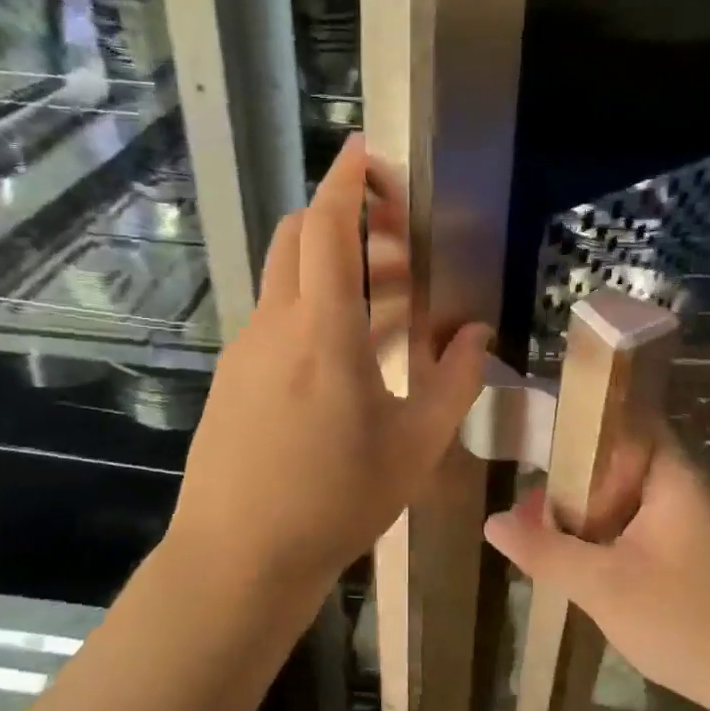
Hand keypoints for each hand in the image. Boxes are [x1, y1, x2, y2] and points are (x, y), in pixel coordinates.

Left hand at [169, 137, 491, 606]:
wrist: (239, 558)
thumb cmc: (336, 502)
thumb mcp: (415, 447)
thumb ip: (454, 382)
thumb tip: (476, 335)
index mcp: (324, 332)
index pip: (330, 228)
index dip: (348, 180)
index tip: (367, 152)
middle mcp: (276, 325)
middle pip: (299, 237)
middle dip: (345, 216)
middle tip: (397, 238)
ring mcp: (246, 350)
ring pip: (287, 278)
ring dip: (333, 266)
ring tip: (388, 299)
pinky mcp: (233, 376)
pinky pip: (276, 318)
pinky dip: (312, 306)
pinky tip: (346, 353)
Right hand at [483, 440, 709, 710]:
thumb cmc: (685, 621)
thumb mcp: (603, 586)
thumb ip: (545, 551)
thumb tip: (492, 522)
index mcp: (670, 477)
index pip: (626, 418)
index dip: (581, 416)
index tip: (535, 428)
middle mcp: (680, 487)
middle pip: (618, 457)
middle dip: (570, 471)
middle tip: (524, 491)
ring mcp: (683, 520)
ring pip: (622, 495)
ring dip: (582, 505)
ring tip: (535, 521)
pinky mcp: (682, 550)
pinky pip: (631, 523)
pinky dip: (600, 530)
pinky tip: (570, 552)